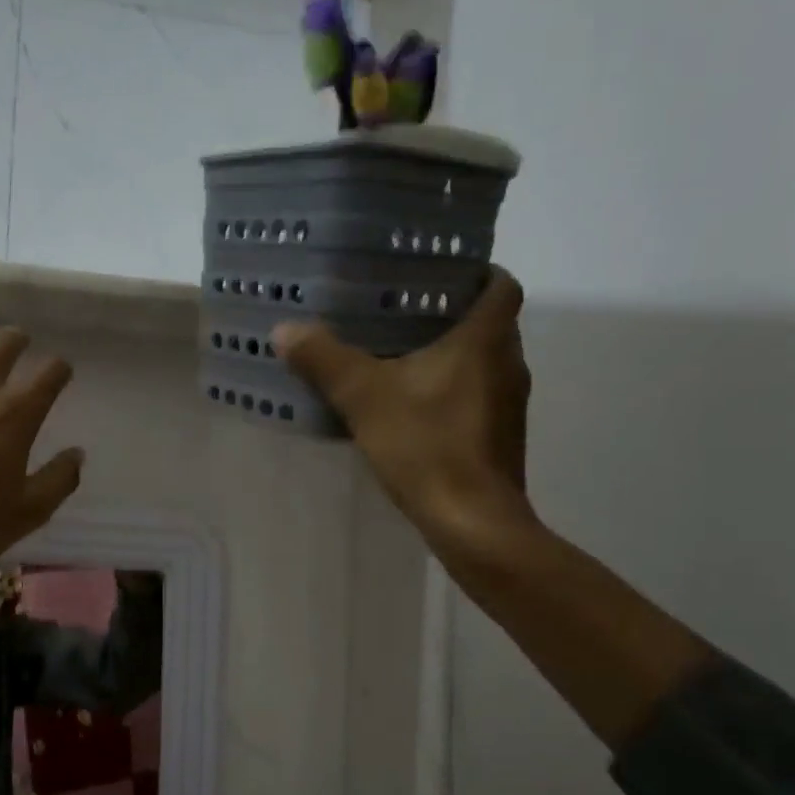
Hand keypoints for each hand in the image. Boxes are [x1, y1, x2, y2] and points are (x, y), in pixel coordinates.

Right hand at [275, 269, 537, 565]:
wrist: (473, 522)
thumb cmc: (427, 445)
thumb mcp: (364, 397)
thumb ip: (325, 360)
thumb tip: (285, 329)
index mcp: (486, 340)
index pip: (501, 285)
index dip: (477, 272)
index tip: (438, 276)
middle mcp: (509, 364)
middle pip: (491, 323)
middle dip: (452, 314)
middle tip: (402, 312)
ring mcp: (509, 405)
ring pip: (484, 362)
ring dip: (452, 355)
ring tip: (400, 355)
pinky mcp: (500, 437)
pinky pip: (478, 396)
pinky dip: (451, 390)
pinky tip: (412, 406)